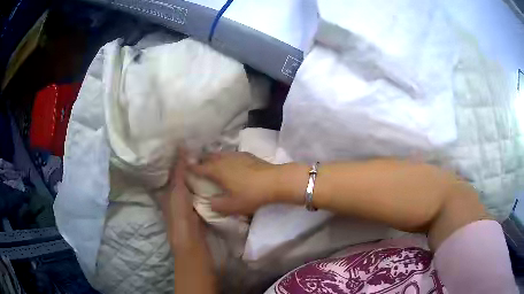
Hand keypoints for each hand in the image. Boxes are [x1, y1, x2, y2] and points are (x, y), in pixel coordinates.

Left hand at [158, 148, 204, 249]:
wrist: (192, 241)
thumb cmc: (180, 215)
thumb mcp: (177, 190)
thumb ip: (179, 172)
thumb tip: (180, 148)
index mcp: (167, 192)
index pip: (172, 173)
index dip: (178, 161)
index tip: (189, 148)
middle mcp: (175, 198)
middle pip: (183, 180)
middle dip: (190, 169)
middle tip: (203, 153)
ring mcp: (187, 206)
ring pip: (192, 188)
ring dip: (198, 178)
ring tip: (209, 164)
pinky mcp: (197, 211)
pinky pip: (200, 196)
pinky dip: (205, 189)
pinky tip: (213, 182)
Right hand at [190, 152, 279, 214]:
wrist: (274, 181)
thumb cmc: (250, 194)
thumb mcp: (232, 206)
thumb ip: (217, 205)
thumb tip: (210, 202)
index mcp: (216, 170)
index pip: (198, 167)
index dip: (189, 167)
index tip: (182, 167)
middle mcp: (223, 159)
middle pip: (207, 157)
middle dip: (200, 160)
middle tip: (196, 165)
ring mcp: (235, 155)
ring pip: (219, 154)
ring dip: (213, 158)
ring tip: (211, 163)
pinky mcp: (247, 155)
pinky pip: (230, 155)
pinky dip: (225, 158)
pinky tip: (230, 163)